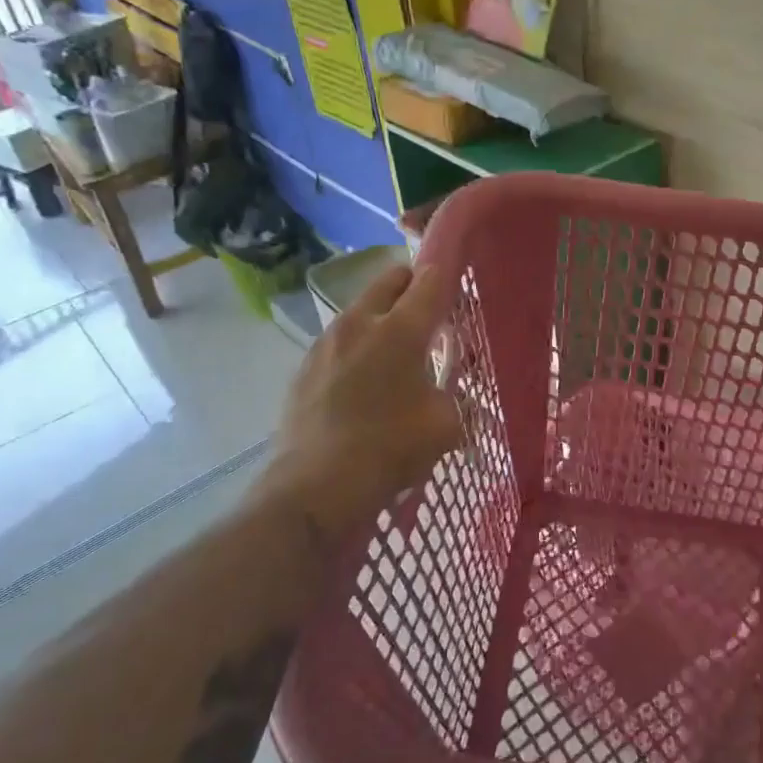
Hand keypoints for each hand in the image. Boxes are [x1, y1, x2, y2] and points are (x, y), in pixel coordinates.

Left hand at [269, 263, 461, 540]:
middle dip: (412, 286)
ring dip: (382, 317)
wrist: (315, 488)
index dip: (448, 274)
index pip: (430, 281)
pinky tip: (362, 382)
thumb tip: (458, 397)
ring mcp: (326, 343)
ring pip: (360, 310)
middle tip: (429, 313)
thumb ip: (458, 399)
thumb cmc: (390, 449)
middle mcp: (359, 323)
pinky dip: (357, 347)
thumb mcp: (446, 426)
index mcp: (400, 330)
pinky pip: (339, 341)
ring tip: (395, 352)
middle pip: (389, 281)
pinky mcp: (304, 367)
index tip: (458, 279)